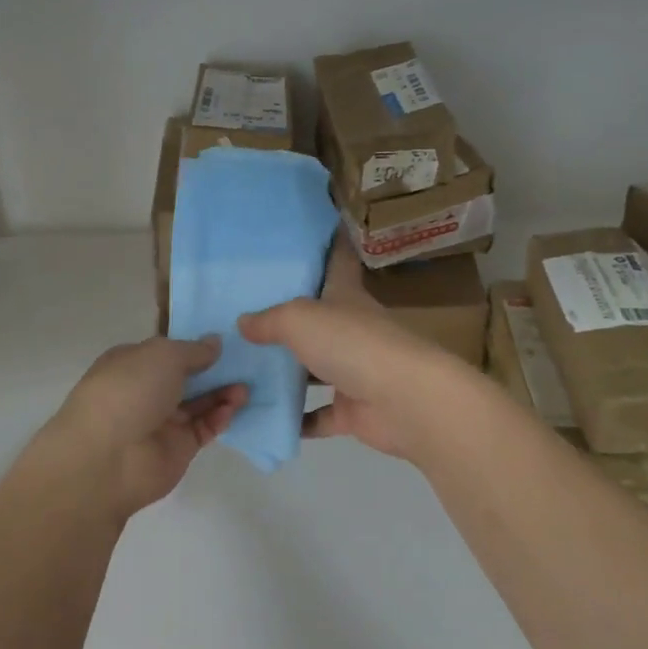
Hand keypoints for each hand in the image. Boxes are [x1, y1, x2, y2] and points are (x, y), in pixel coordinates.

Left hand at [30, 336, 246, 521]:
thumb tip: (214, 343)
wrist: (108, 458)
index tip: (226, 337)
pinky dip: (220, 417)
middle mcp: (146, 390)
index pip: (167, 349)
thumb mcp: (163, 355)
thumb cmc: (129, 391)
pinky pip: (205, 428)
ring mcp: (162, 420)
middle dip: (215, 368)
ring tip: (246, 387)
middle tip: (246, 361)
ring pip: (200, 402)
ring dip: (223, 392)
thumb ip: (193, 349)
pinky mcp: (178, 448)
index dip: (194, 343)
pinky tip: (234, 408)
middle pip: (187, 376)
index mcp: (133, 362)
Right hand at [239, 240, 483, 463]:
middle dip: (288, 315)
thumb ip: (268, 319)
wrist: (405, 401)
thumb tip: (242, 322)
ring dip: (288, 371)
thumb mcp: (299, 318)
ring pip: (315, 369)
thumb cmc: (352, 343)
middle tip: (246, 311)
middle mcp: (351, 330)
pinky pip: (319, 415)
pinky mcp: (354, 410)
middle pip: (319, 317)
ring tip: (244, 367)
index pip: (338, 259)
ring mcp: (354, 371)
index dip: (329, 241)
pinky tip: (264, 417)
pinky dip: (297, 419)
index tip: (311, 228)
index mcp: (345, 295)